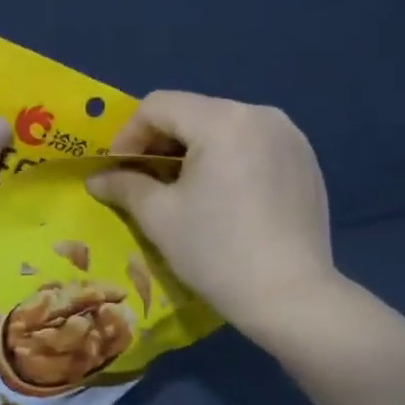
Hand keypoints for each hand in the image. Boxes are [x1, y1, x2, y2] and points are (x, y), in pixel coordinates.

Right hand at [87, 91, 337, 336]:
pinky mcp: (306, 161)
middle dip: (161, 142)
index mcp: (223, 119)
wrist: (292, 298)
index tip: (117, 171)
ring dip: (195, 150)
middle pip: (193, 112)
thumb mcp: (159, 217)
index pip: (158, 106)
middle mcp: (261, 114)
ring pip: (225, 127)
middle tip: (144, 181)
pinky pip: (254, 145)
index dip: (128, 135)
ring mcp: (290, 137)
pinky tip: (224, 198)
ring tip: (183, 190)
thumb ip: (124, 186)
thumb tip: (97, 178)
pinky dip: (229, 160)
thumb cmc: (217, 252)